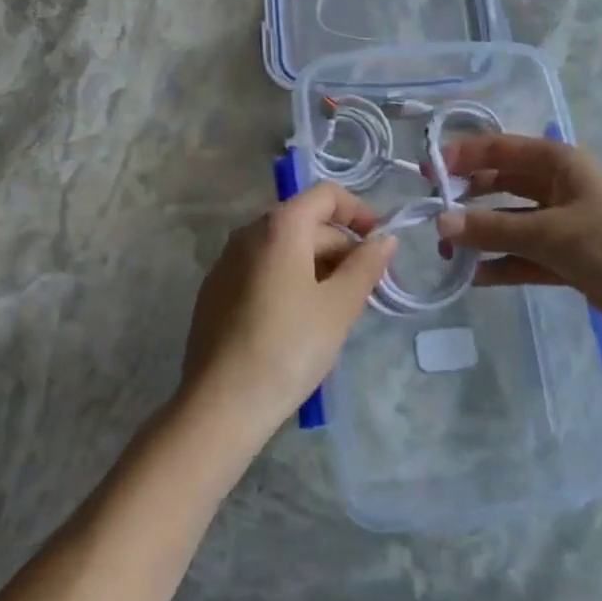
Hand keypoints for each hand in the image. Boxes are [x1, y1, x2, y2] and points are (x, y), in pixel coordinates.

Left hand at [178, 183, 396, 443]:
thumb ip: (366, 265)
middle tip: (367, 288)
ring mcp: (226, 262)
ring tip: (338, 307)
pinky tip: (300, 320)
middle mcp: (248, 233)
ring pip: (284, 248)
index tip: (380, 243)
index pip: (326, 195)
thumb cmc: (287, 348)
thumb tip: (385, 238)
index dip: (358, 211)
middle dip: (342, 247)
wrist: (219, 405)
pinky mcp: (216, 291)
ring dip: (318, 265)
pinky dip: (290, 279)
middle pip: (306, 222)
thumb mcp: (338, 307)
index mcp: (279, 226)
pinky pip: (263, 269)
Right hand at [435, 134, 601, 344]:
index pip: (500, 149)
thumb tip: (441, 222)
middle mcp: (559, 186)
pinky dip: (502, 262)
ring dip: (481, 234)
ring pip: (511, 221)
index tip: (428, 172)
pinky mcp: (568, 257)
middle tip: (432, 215)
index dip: (463, 155)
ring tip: (447, 251)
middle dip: (468, 197)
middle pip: (502, 183)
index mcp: (559, 163)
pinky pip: (525, 254)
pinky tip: (476, 276)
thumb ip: (493, 228)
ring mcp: (564, 222)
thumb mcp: (551, 234)